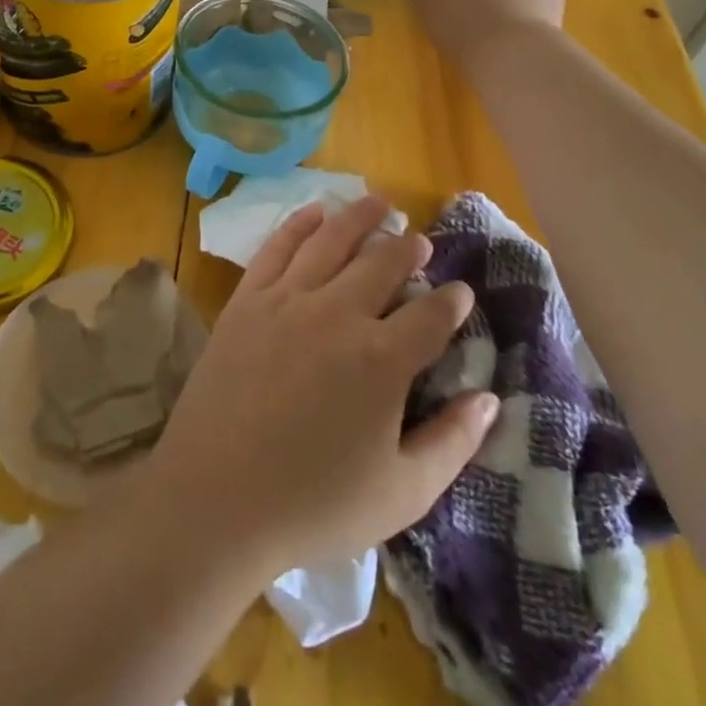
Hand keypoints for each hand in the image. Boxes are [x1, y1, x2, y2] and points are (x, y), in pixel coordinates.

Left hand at [143, 198, 499, 580]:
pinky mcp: (247, 301)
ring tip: (378, 201)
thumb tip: (490, 399)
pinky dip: (300, 224)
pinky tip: (315, 212)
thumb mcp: (401, 493)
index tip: (461, 291)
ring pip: (332, 240)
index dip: (452, 300)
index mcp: (383, 359)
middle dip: (409, 248)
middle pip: (384, 263)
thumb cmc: (313, 504)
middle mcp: (338, 313)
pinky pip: (277, 248)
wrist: (215, 498)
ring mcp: (287, 300)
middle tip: (420, 240)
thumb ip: (452, 443)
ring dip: (360, 216)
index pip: (431, 315)